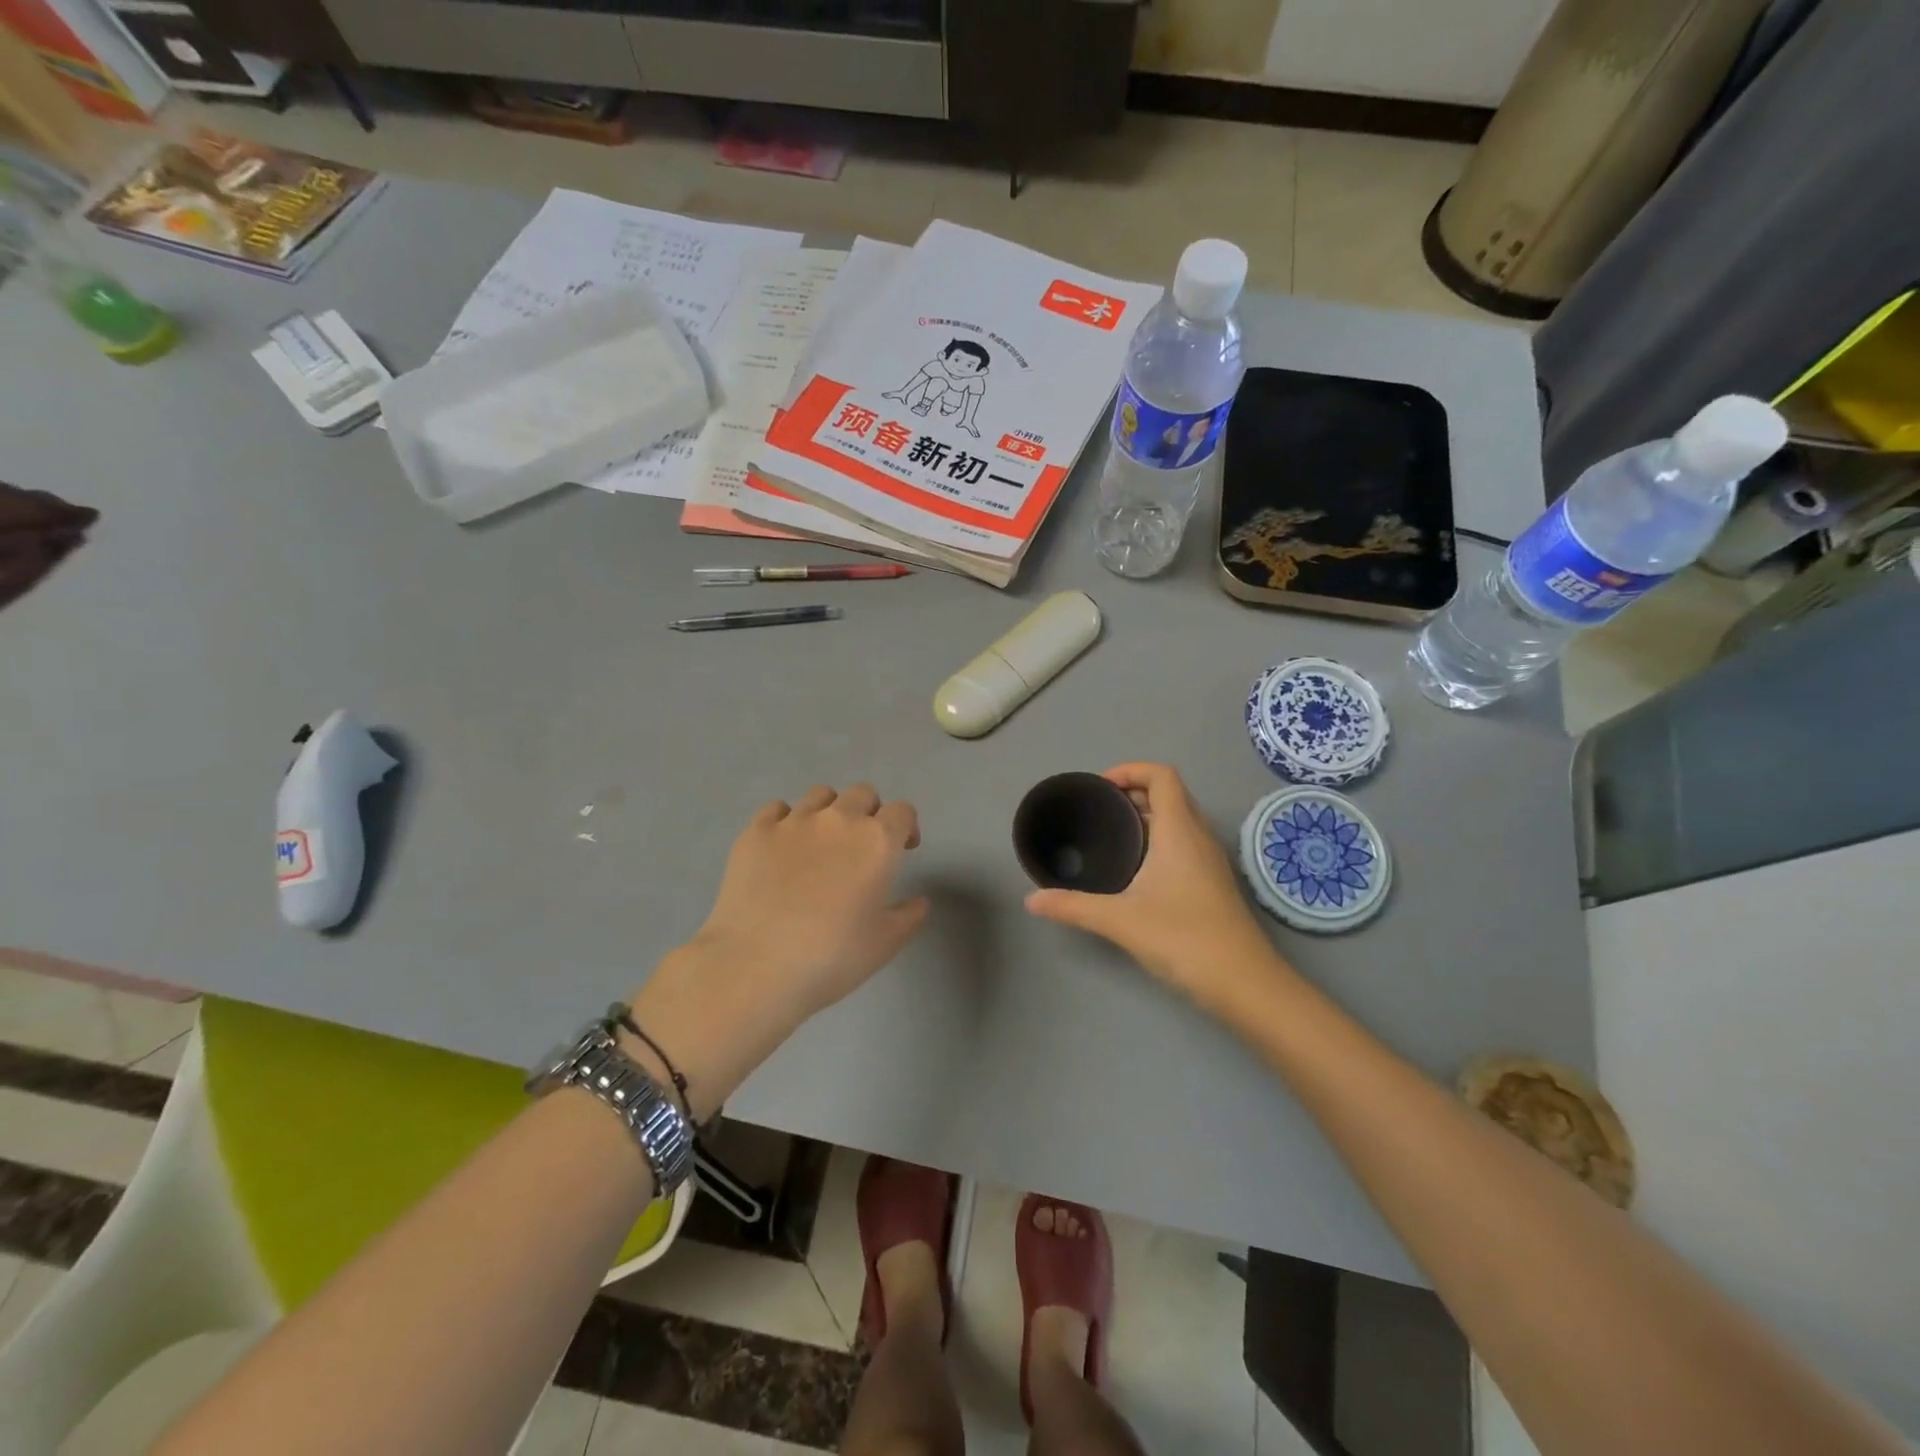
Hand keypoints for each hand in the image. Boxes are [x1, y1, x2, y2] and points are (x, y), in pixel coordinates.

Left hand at [697, 783, 928, 1014]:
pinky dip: (786, 820)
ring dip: (830, 810)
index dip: (907, 827)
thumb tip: (918, 902)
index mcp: (877, 841)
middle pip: (863, 793)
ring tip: (822, 841)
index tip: (904, 849)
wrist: (755, 965)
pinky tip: (782, 846)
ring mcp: (793, 821)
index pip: (902, 811)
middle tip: (862, 845)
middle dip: (869, 812)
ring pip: (820, 794)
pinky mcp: (755, 832)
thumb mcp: (884, 944)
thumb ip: (908, 916)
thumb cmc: (832, 957)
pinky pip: (777, 809)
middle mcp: (838, 820)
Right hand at [1025, 763, 1285, 1008]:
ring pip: (1179, 819)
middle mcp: (1198, 836)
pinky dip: (1159, 838)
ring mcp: (1210, 860)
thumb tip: (1031, 900)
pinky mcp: (1212, 882)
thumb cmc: (1184, 939)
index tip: (1099, 789)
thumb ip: (1073, 906)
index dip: (1130, 770)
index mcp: (1179, 830)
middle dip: (1133, 792)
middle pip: (1170, 793)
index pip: (1162, 776)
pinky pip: (1184, 842)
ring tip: (1111, 834)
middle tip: (1098, 810)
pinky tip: (1136, 869)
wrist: (1245, 983)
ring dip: (1147, 815)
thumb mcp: (1120, 921)